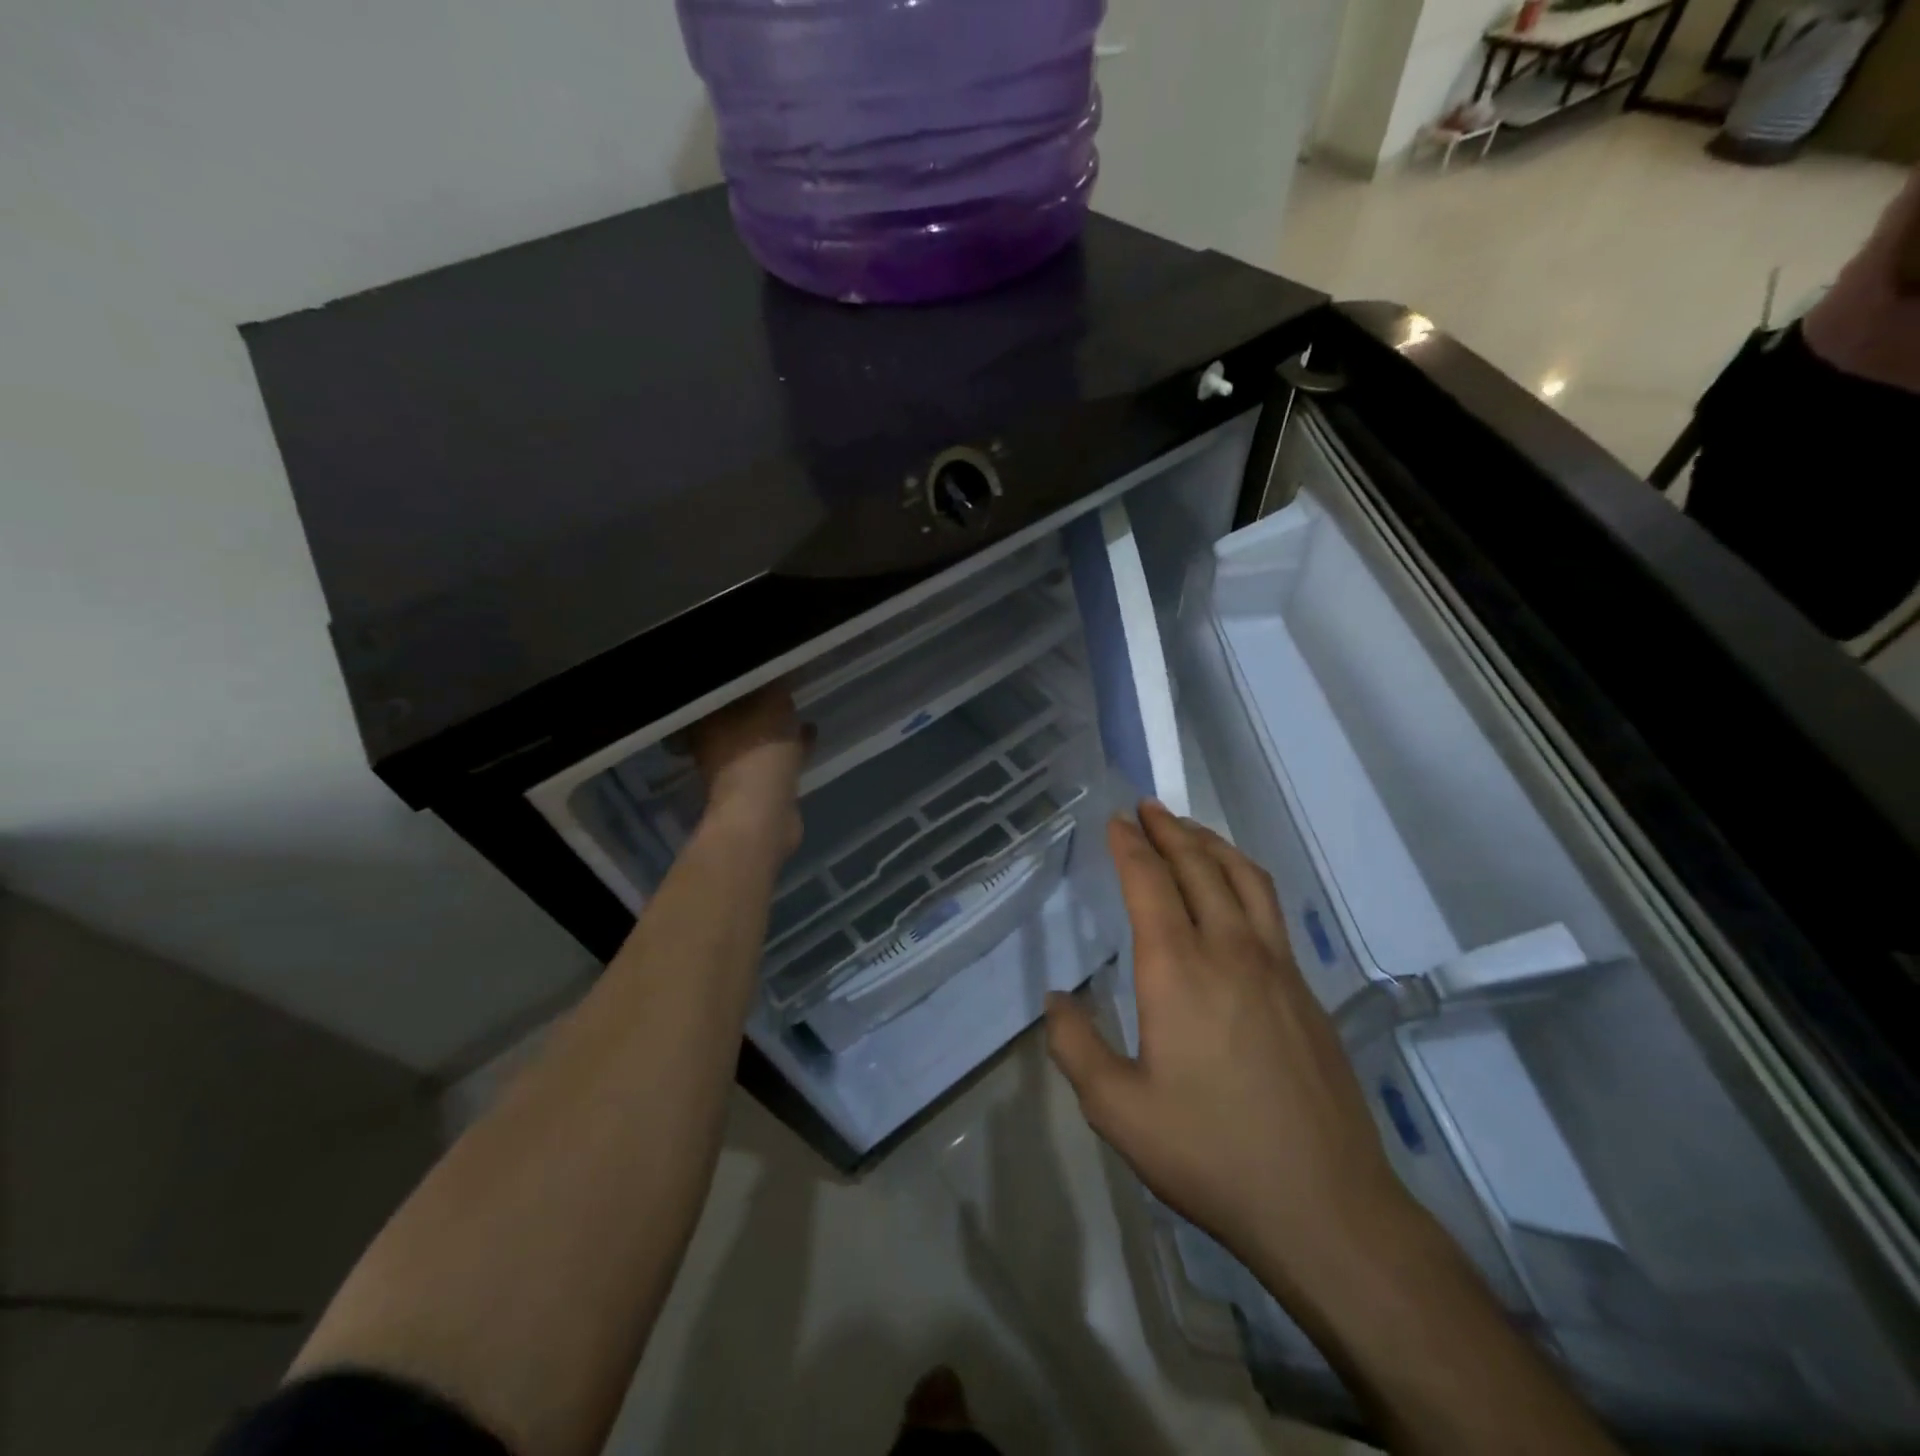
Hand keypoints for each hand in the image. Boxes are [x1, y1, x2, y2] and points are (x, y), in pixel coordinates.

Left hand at [686, 685, 808, 855]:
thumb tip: (779, 670)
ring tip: (799, 710)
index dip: (742, 680)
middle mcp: (714, 744)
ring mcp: (735, 769)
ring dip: (776, 727)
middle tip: (779, 686)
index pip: (720, 692)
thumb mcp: (771, 705)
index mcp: (707, 722)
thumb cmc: (758, 752)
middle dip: (757, 704)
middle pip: (737, 716)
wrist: (762, 816)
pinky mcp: (758, 788)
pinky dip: (790, 747)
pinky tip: (810, 734)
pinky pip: (775, 758)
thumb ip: (775, 686)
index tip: (761, 668)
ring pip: (757, 738)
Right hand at [1046, 802, 1418, 1307]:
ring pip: (1245, 879)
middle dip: (1170, 830)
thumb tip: (1058, 998)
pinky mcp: (1305, 991)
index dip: (1130, 845)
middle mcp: (1230, 950)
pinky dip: (1243, 878)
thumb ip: (1076, 1046)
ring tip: (1190, 829)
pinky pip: (1270, 909)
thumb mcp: (1117, 1110)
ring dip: (1213, 844)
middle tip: (1148, 807)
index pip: (1150, 883)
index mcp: (1178, 969)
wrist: (1324, 1204)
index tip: (1116, 820)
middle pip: (1200, 866)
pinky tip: (1236, 892)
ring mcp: (1277, 968)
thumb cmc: (1210, 1152)